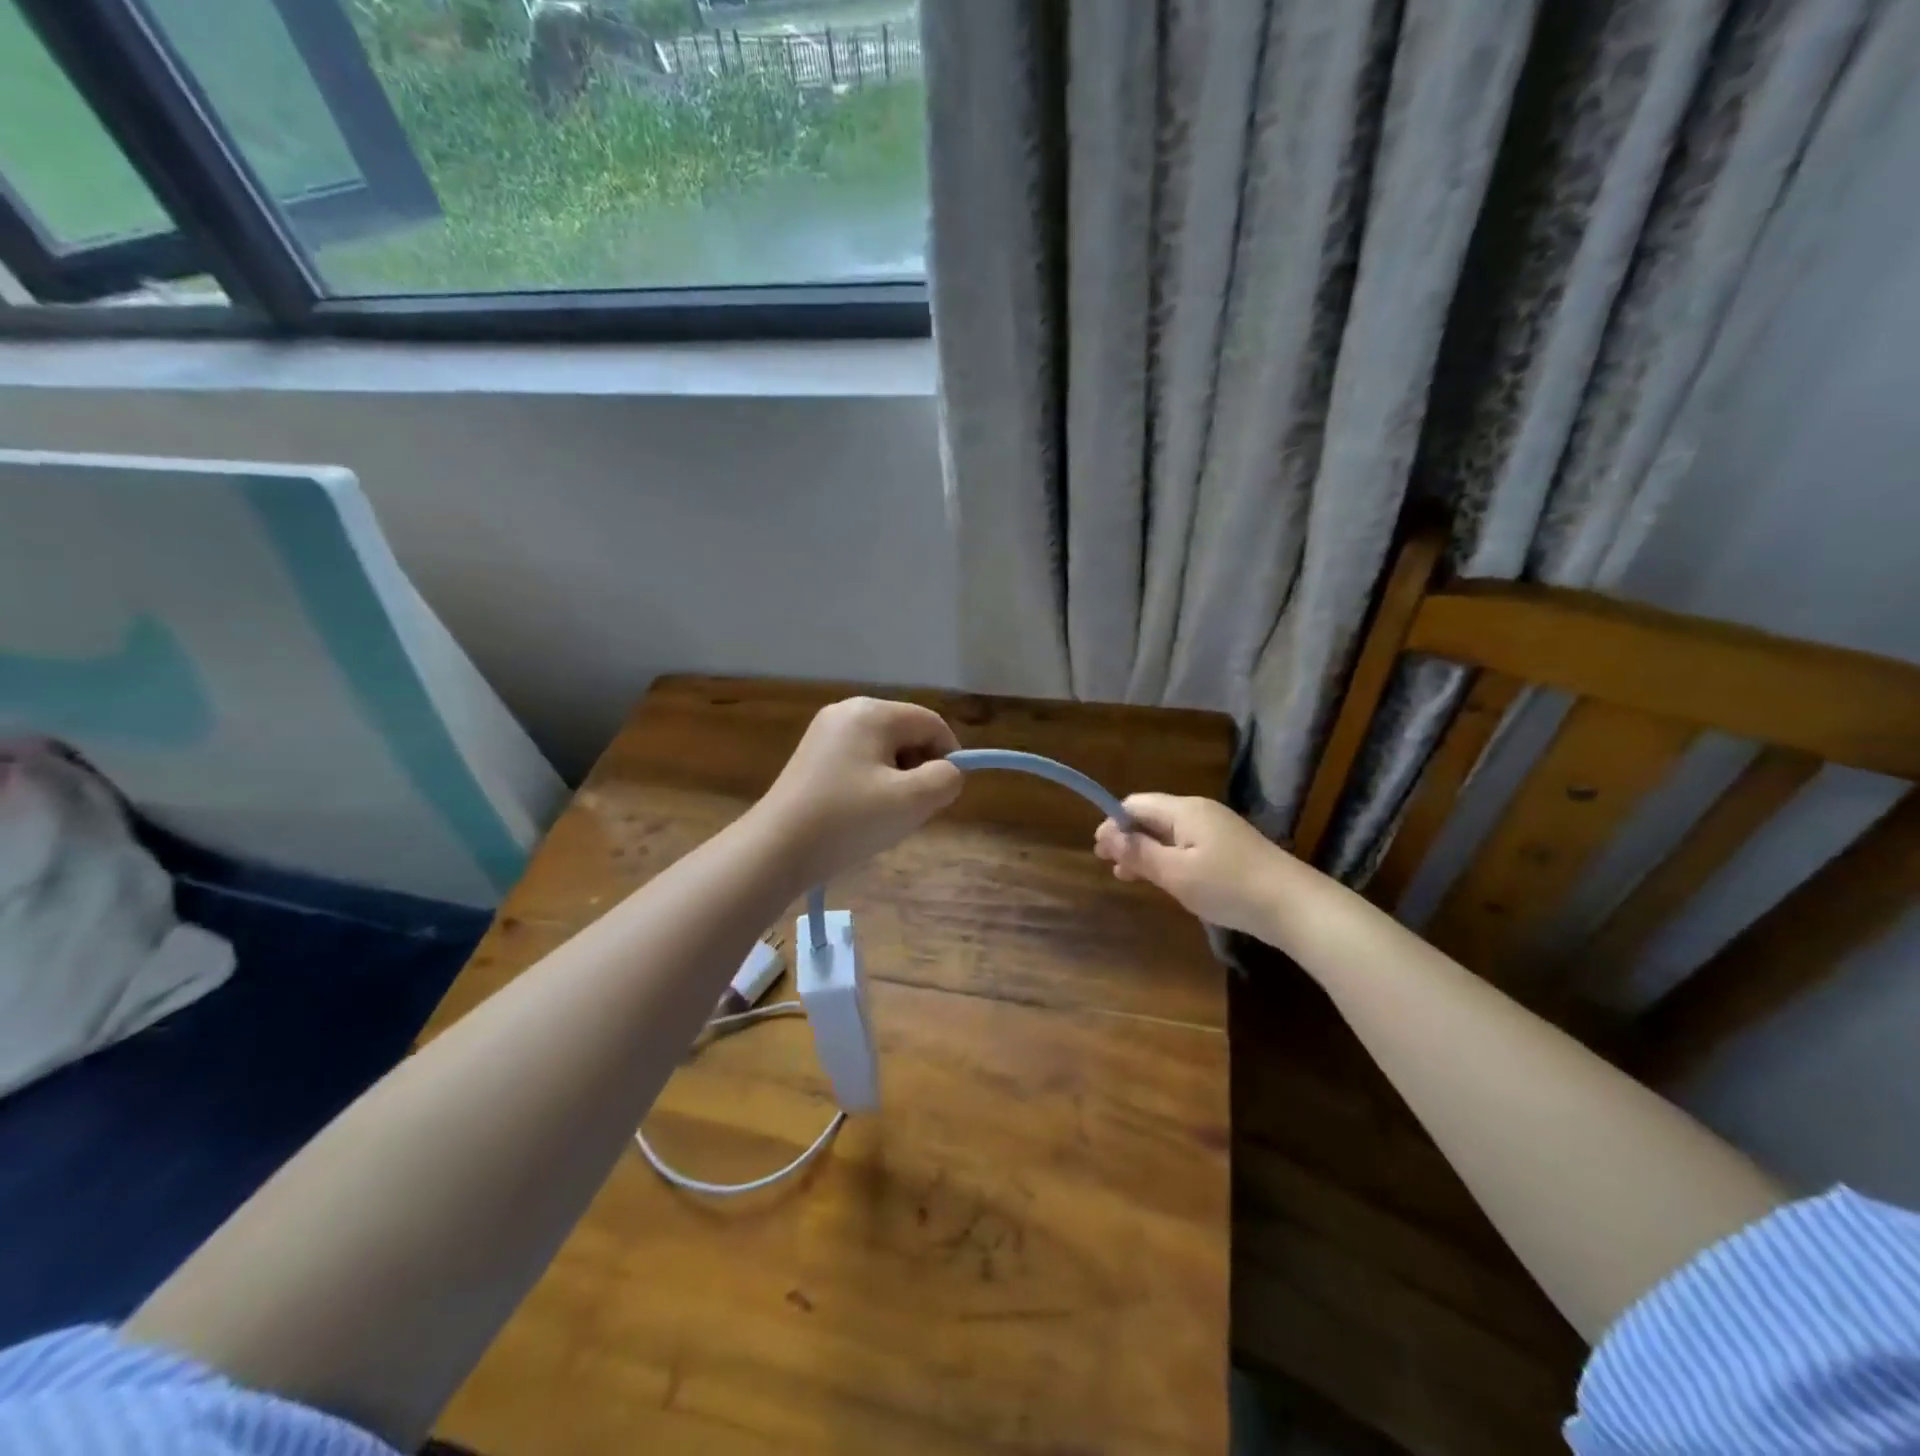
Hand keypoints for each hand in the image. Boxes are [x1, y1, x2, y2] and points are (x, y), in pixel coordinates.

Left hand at [753, 697, 963, 886]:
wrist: (775, 850)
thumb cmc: (849, 820)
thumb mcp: (912, 801)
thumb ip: (946, 779)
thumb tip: (949, 772)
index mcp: (872, 712)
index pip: (931, 723)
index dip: (949, 757)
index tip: (944, 795)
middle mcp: (847, 711)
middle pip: (906, 734)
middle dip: (919, 770)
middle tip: (911, 809)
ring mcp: (824, 733)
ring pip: (884, 751)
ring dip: (896, 780)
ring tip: (883, 816)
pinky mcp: (811, 757)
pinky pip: (859, 762)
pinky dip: (871, 784)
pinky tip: (859, 814)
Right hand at [1093, 794, 1291, 937]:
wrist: (1294, 905)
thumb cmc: (1228, 887)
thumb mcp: (1175, 873)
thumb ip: (1139, 853)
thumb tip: (1106, 835)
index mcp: (1184, 810)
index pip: (1135, 804)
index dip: (1113, 823)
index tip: (1098, 851)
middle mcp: (1200, 812)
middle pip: (1152, 816)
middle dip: (1127, 838)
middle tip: (1108, 865)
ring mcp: (1218, 830)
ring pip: (1170, 833)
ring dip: (1146, 851)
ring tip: (1127, 876)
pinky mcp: (1231, 849)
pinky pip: (1188, 845)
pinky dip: (1168, 858)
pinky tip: (1165, 880)